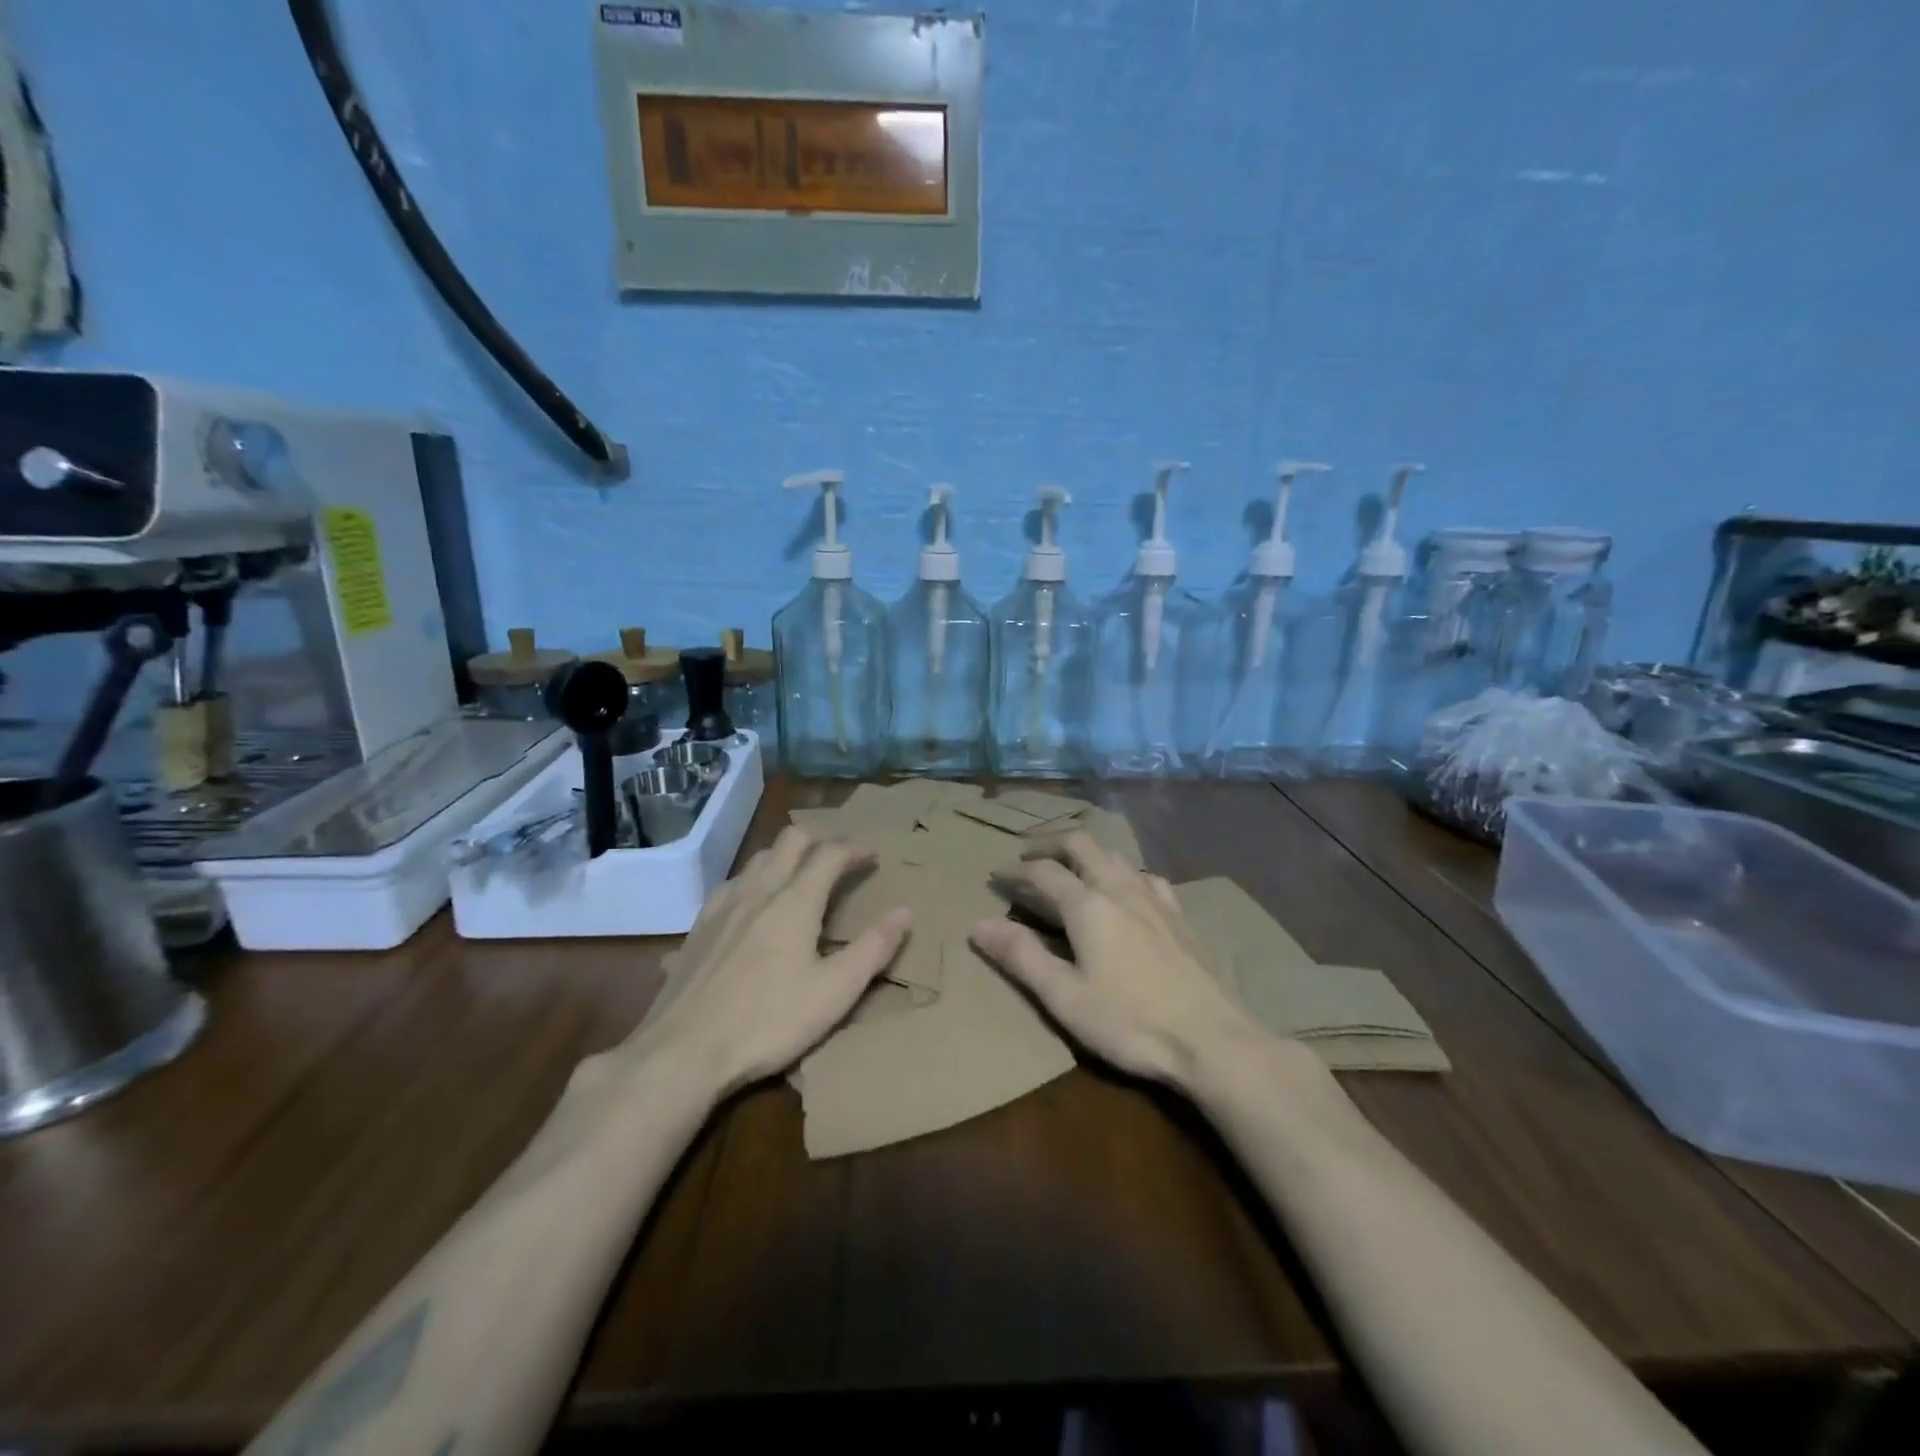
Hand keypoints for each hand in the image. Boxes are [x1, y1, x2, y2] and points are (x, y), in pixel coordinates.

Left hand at [627, 827, 910, 1098]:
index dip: (855, 848)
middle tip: (840, 854)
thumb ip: (873, 949)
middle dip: (820, 837)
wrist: (682, 1051)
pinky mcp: (698, 926)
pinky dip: (756, 877)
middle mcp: (759, 890)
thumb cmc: (768, 1022)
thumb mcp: (834, 993)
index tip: (872, 855)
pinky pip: (734, 882)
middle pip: (791, 840)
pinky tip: (754, 903)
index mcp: (795, 901)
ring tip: (802, 873)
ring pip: (759, 857)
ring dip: (787, 854)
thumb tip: (905, 912)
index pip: (830, 854)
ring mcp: (723, 905)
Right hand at [973, 831, 1260, 1087]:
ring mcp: (1154, 898)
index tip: (996, 876)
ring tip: (1069, 868)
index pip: (1043, 871)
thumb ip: (1021, 957)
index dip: (1015, 870)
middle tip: (1028, 855)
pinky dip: (1121, 872)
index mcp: (1088, 905)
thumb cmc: (1130, 1022)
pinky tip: (1125, 891)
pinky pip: (1144, 875)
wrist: (1212, 1039)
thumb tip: (978, 925)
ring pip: (1114, 855)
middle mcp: (1120, 888)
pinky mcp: (1178, 914)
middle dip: (1050, 843)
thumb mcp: (1064, 997)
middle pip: (1081, 844)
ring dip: (1085, 853)